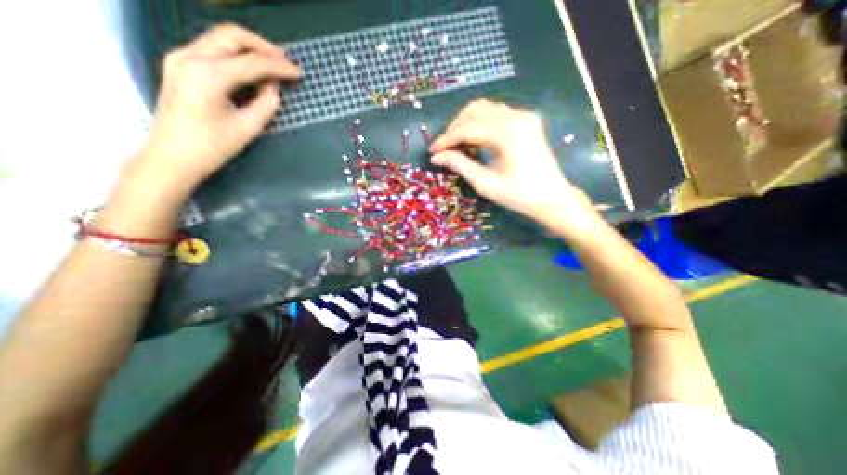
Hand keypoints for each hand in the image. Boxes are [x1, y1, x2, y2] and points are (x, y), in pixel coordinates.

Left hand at [135, 21, 301, 193]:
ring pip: (221, 38)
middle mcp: (191, 56)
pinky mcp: (181, 66)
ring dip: (250, 48)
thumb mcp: (248, 127)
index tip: (299, 73)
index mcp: (209, 74)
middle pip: (232, 35)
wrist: (172, 156)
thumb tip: (274, 87)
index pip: (253, 62)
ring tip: (274, 63)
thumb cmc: (212, 146)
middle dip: (263, 47)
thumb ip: (266, 103)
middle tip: (286, 61)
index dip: (280, 67)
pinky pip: (213, 49)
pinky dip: (237, 55)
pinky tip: (252, 69)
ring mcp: (181, 58)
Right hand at [431, 98, 593, 235]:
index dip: (446, 139)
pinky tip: (475, 140)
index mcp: (506, 134)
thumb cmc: (519, 195)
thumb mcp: (485, 184)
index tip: (433, 151)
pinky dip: (480, 123)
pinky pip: (496, 114)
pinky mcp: (527, 120)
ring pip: (484, 109)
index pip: (466, 128)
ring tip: (457, 145)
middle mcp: (516, 117)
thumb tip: (437, 157)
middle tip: (444, 149)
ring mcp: (523, 116)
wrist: (552, 197)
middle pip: (474, 111)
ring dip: (466, 124)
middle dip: (454, 129)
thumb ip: (460, 165)